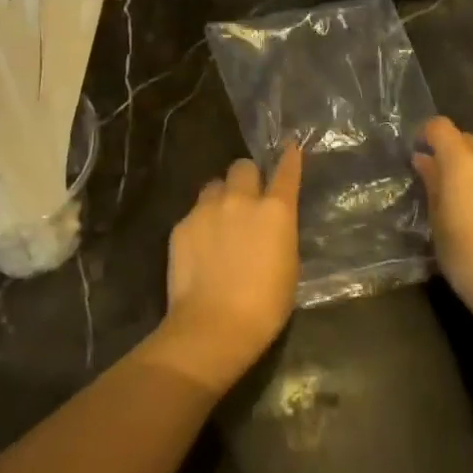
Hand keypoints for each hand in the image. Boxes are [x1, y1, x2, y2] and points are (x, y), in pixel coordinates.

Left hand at [151, 146, 301, 393]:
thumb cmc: (264, 307)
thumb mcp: (288, 268)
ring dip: (221, 197)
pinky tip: (201, 248)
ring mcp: (207, 208)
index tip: (290, 146)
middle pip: (243, 167)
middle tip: (246, 200)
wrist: (212, 326)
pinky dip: (201, 223)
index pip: (286, 172)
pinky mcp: (182, 224)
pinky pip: (195, 212)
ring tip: (220, 223)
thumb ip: (280, 235)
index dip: (289, 158)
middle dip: (246, 178)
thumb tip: (272, 227)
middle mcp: (241, 199)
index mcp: (275, 211)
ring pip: (215, 185)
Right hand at [414, 118, 472, 344]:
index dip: (427, 134)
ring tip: (470, 200)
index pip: (441, 126)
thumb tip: (424, 159)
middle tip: (442, 180)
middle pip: (469, 140)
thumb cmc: (464, 254)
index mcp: (464, 161)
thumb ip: (432, 181)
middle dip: (453, 152)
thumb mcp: (437, 219)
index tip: (420, 153)